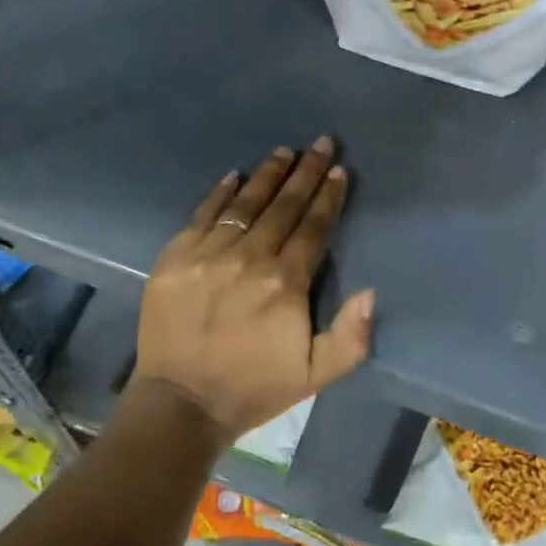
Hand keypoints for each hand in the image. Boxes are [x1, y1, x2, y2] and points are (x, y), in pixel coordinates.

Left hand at [131, 137, 375, 445]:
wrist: (182, 403)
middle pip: (282, 206)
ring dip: (267, 175)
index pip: (312, 227)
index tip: (338, 170)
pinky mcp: (174, 257)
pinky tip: (234, 176)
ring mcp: (207, 254)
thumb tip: (370, 291)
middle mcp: (248, 258)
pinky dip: (220, 193)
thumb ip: (351, 336)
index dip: (328, 196)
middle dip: (305, 172)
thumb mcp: (316, 375)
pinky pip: (202, 215)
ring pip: (244, 203)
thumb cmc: (255, 388)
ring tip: (284, 151)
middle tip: (320, 143)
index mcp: (285, 283)